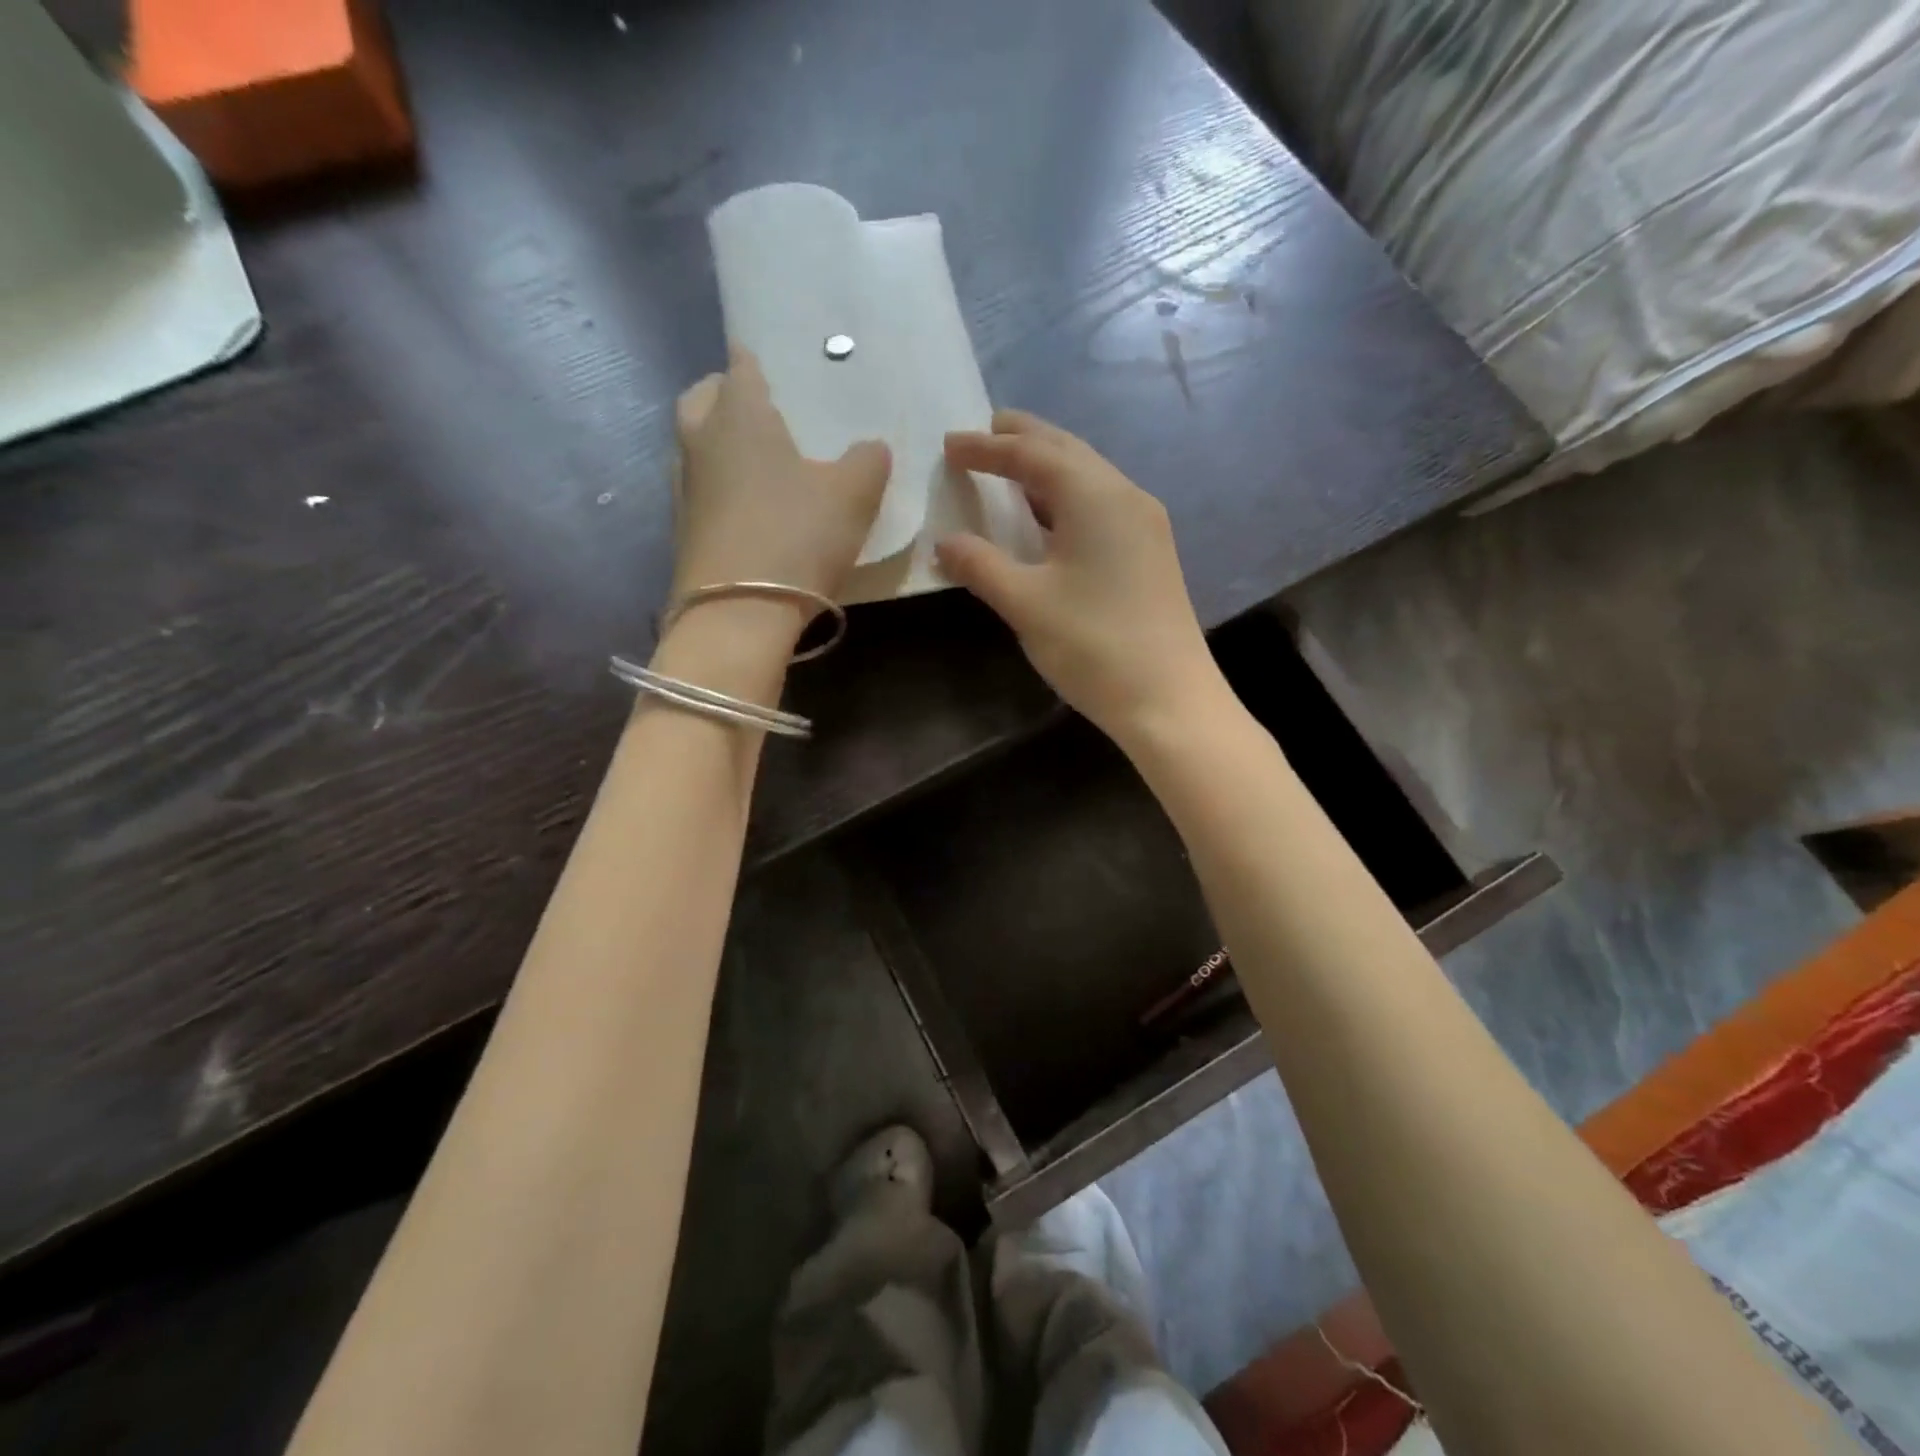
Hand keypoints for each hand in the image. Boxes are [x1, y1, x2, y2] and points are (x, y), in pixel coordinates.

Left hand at [672, 349, 890, 618]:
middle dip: (727, 393)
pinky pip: (700, 487)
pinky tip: (750, 507)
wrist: (737, 613)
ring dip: (719, 441)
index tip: (775, 362)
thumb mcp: (853, 496)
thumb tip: (872, 447)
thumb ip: (868, 461)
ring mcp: (684, 486)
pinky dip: (719, 485)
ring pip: (695, 444)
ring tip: (759, 460)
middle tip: (762, 409)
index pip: (742, 364)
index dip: (758, 358)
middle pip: (703, 397)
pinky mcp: (682, 529)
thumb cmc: (796, 536)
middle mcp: (701, 440)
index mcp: (740, 414)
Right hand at [937, 411, 1224, 745]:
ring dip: (1046, 468)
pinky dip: (1065, 498)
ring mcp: (1144, 524)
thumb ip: (980, 565)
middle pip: (1068, 451)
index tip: (949, 442)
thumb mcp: (1026, 604)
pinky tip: (1046, 518)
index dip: (987, 447)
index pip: (1033, 454)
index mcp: (1096, 496)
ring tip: (1009, 468)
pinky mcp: (1149, 553)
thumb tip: (944, 542)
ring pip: (1088, 477)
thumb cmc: (1093, 645)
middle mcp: (1126, 496)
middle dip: (1023, 439)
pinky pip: (1100, 505)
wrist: (1168, 699)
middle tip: (984, 432)